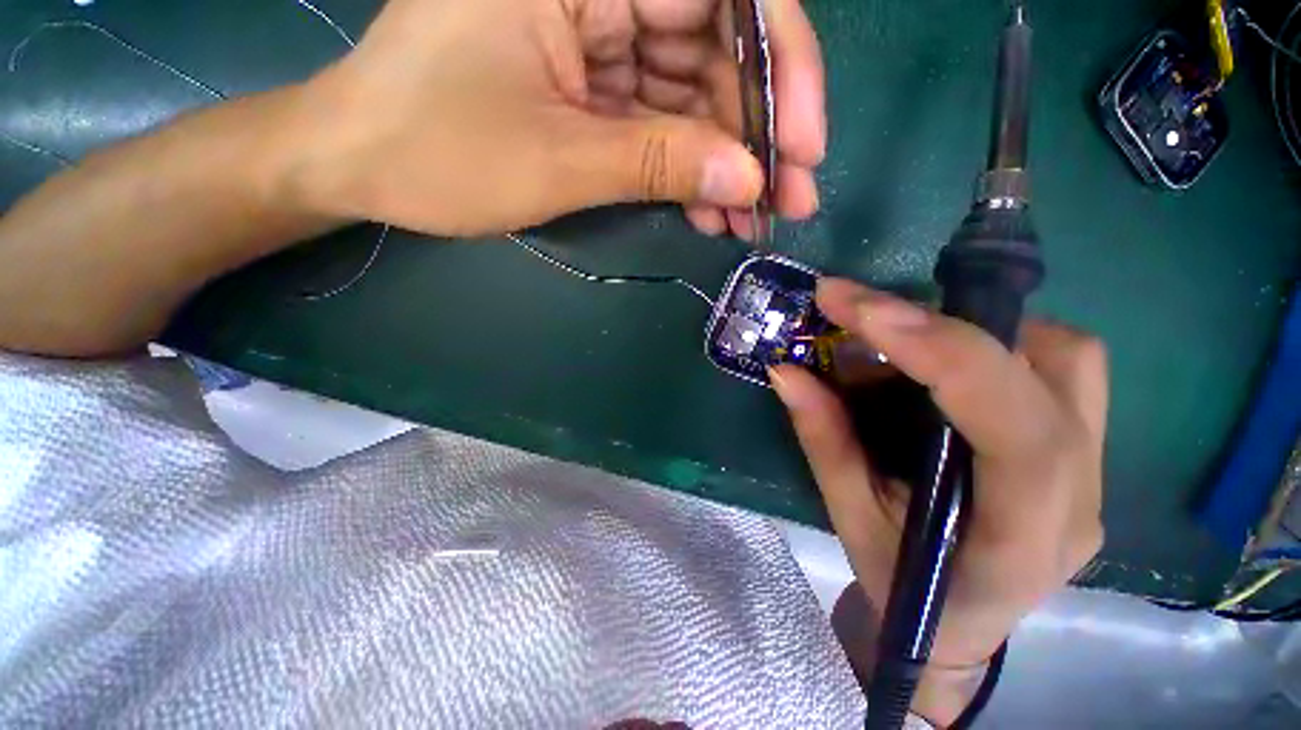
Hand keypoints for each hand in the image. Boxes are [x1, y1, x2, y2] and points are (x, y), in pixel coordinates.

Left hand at [280, 0, 825, 238]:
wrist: (364, 163)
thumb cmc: (436, 151)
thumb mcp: (558, 159)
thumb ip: (659, 161)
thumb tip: (747, 178)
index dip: (780, 62)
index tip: (803, 141)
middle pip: (718, 45)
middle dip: (759, 130)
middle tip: (788, 197)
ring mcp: (597, 36)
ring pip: (694, 92)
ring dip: (728, 162)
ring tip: (751, 219)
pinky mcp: (592, 84)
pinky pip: (662, 121)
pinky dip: (689, 169)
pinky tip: (709, 213)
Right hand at [770, 280, 1105, 725]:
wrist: (960, 626)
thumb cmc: (904, 588)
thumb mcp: (850, 518)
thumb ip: (823, 440)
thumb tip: (785, 371)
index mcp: (1022, 538)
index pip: (1013, 427)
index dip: (941, 353)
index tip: (862, 310)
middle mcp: (1079, 498)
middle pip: (1056, 372)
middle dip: (949, 326)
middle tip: (863, 311)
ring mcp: (1096, 472)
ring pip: (1071, 359)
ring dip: (981, 328)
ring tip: (906, 336)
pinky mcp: (1086, 452)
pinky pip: (1066, 369)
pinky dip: (1000, 343)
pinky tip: (947, 359)